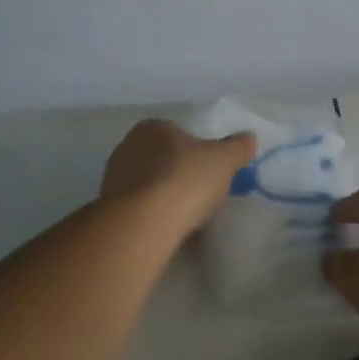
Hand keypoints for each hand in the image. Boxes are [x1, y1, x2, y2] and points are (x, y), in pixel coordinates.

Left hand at [100, 119, 254, 235]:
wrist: (142, 225)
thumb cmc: (185, 180)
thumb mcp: (224, 160)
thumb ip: (238, 147)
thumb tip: (250, 138)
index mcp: (153, 127)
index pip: (179, 134)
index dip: (198, 152)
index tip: (211, 172)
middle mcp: (128, 146)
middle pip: (164, 159)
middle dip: (180, 175)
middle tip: (202, 195)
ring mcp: (114, 179)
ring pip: (150, 185)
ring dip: (166, 198)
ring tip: (187, 218)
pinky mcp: (108, 209)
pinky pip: (140, 209)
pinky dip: (154, 217)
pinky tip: (169, 231)